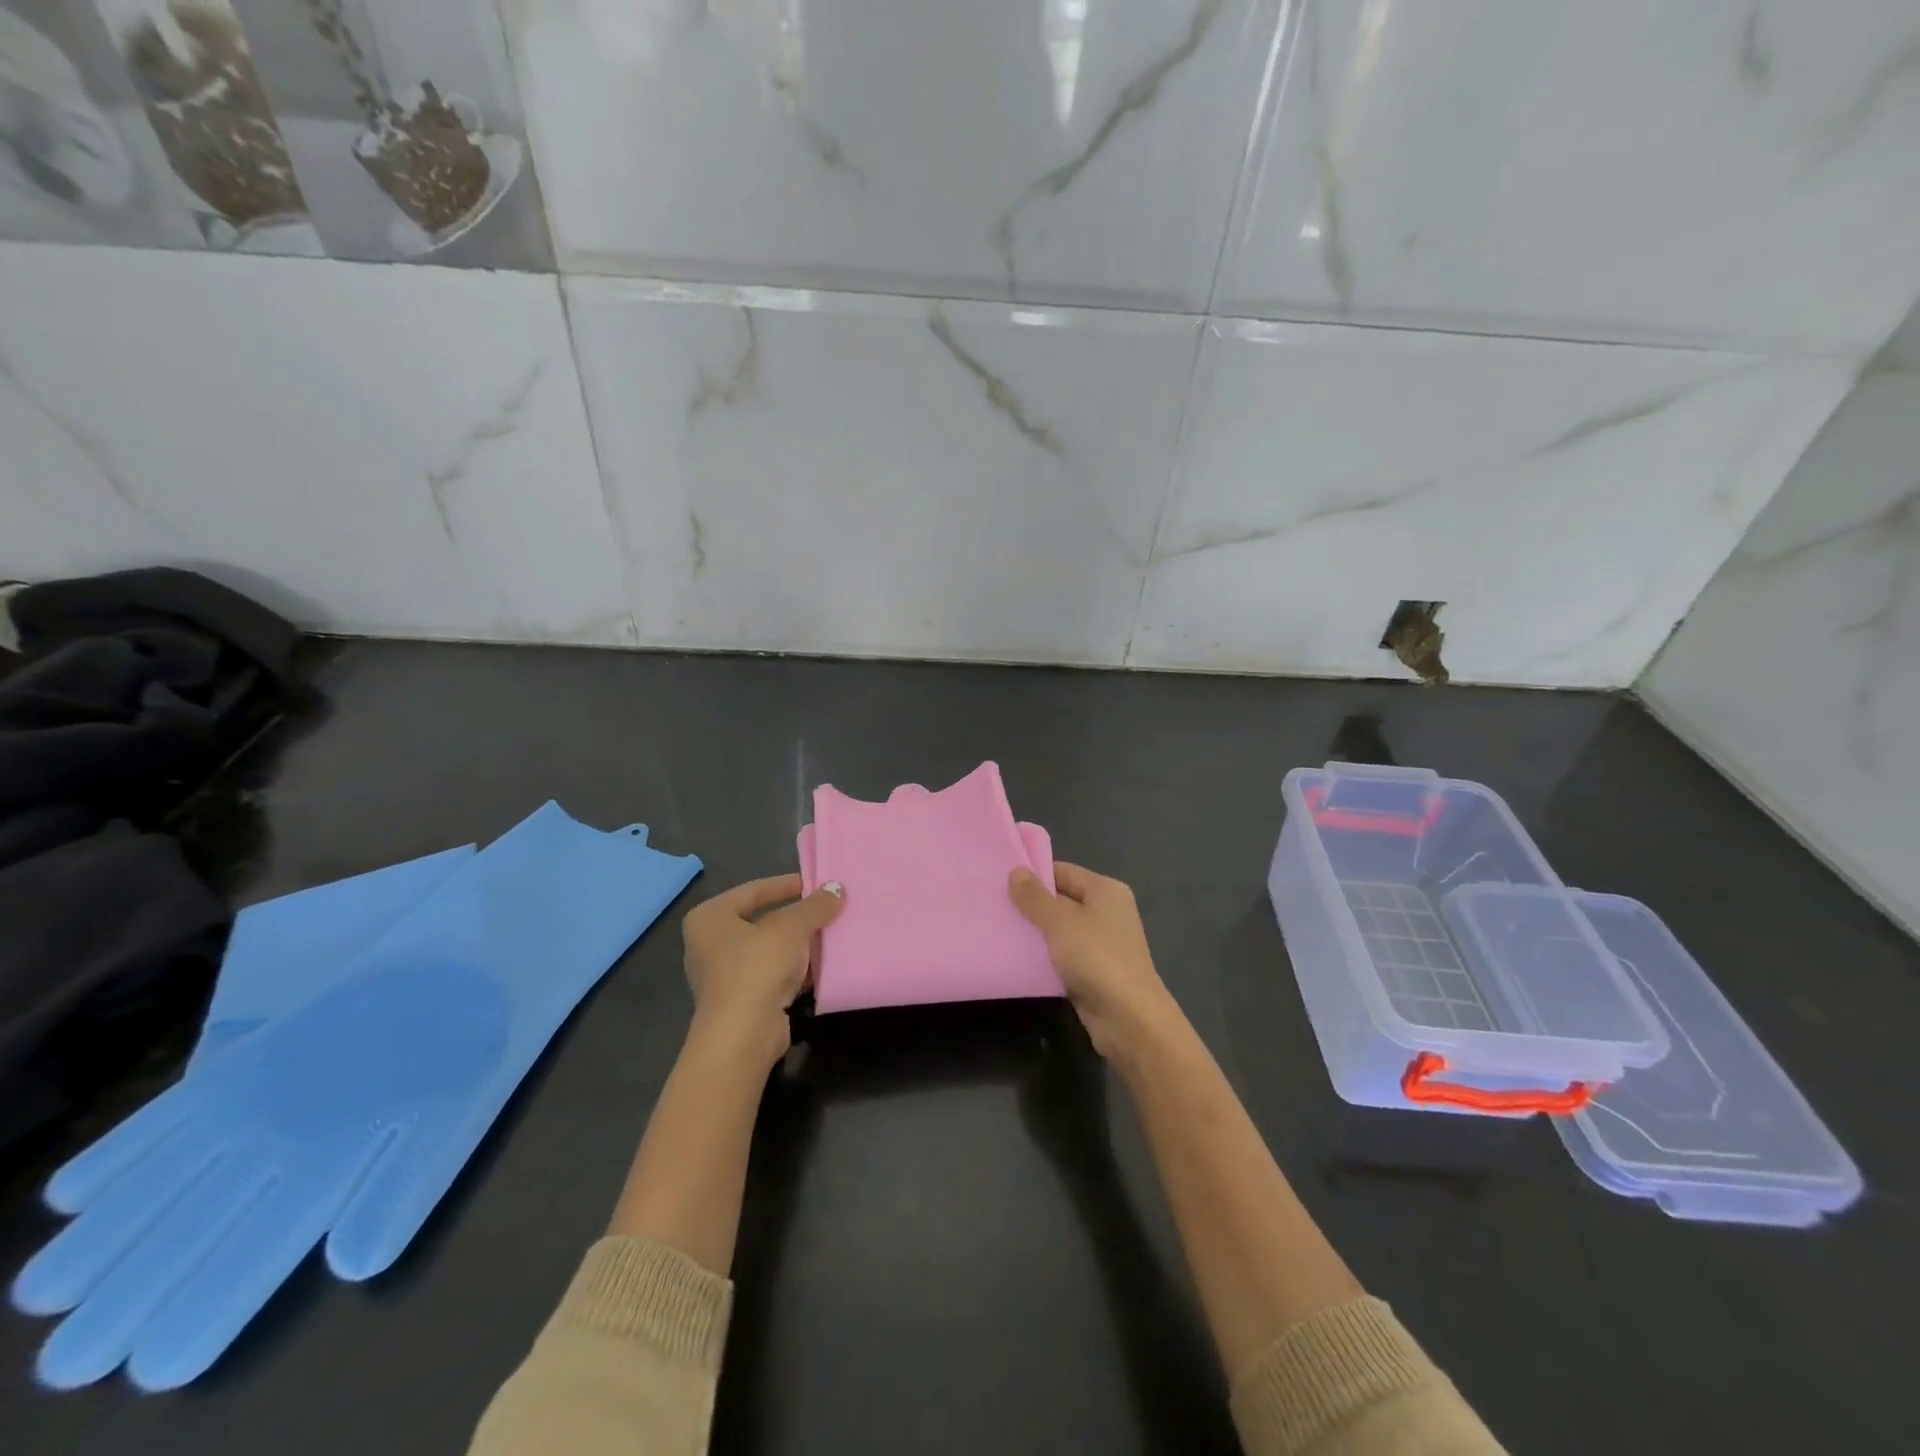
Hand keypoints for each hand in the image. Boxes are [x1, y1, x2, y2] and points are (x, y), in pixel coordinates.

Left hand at [682, 874, 844, 1068]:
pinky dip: (794, 969)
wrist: (743, 1035)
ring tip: (830, 934)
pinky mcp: (740, 1001)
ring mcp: (722, 975)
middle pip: (762, 920)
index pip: (754, 890)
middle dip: (796, 917)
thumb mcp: (792, 927)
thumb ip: (815, 905)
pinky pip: (771, 974)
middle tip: (827, 908)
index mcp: (709, 917)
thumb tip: (837, 888)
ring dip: (798, 944)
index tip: (816, 883)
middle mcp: (709, 943)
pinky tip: (820, 965)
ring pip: (769, 949)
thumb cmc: (757, 967)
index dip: (787, 884)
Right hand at [1009, 863, 1179, 1059]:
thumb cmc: (1096, 957)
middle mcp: (1107, 912)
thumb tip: (1016, 871)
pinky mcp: (1095, 971)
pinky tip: (1017, 959)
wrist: (1129, 1018)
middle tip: (994, 906)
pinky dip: (1044, 957)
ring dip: (1035, 933)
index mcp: (1106, 890)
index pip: (1063, 872)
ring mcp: (1103, 943)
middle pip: (1062, 900)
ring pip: (1060, 930)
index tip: (1000, 881)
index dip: (1034, 875)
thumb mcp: (1060, 922)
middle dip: (1031, 905)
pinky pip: (1064, 956)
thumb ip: (1035, 897)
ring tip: (999, 930)